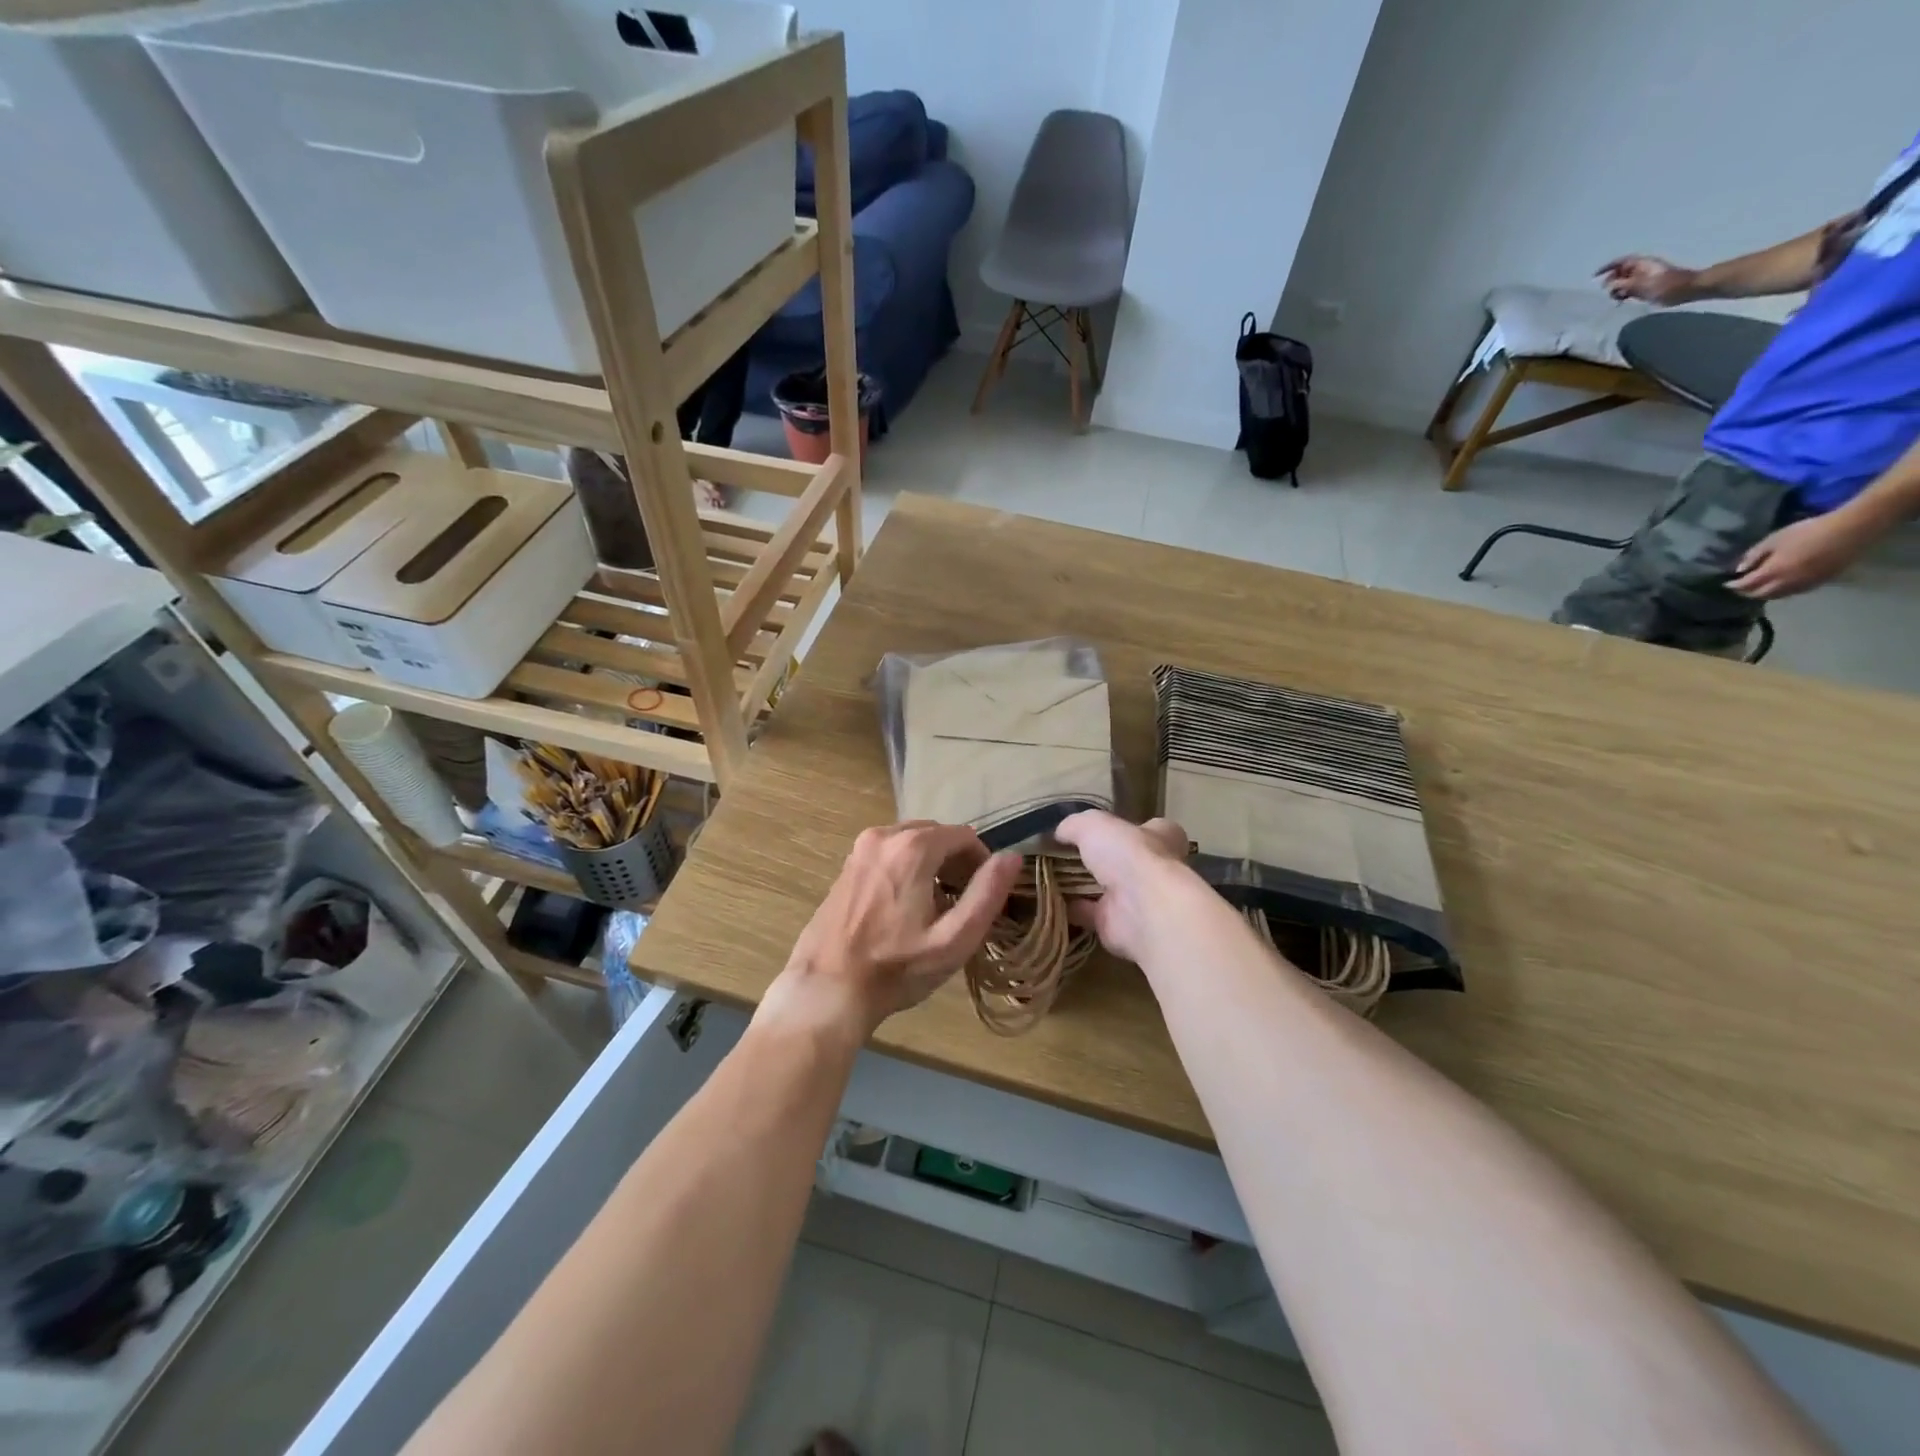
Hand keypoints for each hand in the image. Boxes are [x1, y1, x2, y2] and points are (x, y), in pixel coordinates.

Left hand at [766, 822, 1021, 1041]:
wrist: (827, 989)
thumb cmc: (896, 968)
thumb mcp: (954, 939)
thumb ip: (987, 894)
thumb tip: (1012, 857)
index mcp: (912, 847)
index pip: (964, 835)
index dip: (981, 862)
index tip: (982, 895)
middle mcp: (884, 835)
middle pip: (936, 835)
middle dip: (956, 862)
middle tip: (962, 902)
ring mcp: (860, 848)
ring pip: (912, 842)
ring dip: (931, 864)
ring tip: (936, 907)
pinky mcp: (846, 865)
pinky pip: (889, 853)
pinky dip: (906, 868)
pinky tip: (904, 907)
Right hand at [1053, 811, 1193, 963]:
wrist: (1142, 909)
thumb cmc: (1129, 855)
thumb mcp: (1094, 824)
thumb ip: (1075, 825)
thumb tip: (1059, 833)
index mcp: (1161, 838)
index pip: (1148, 829)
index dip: (1124, 827)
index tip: (1095, 829)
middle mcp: (1152, 869)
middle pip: (1123, 860)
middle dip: (1098, 859)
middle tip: (1063, 854)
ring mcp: (1135, 899)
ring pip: (1104, 889)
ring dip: (1080, 885)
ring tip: (1049, 875)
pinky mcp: (1116, 924)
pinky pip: (1087, 914)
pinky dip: (1068, 908)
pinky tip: (1046, 899)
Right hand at [1596, 255, 1698, 304]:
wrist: (1686, 289)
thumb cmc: (1665, 285)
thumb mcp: (1642, 284)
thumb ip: (1624, 284)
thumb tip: (1609, 285)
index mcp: (1642, 264)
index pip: (1621, 262)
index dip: (1608, 267)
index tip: (1595, 276)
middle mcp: (1642, 269)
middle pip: (1621, 272)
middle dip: (1611, 280)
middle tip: (1606, 291)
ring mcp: (1644, 279)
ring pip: (1624, 282)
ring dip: (1616, 289)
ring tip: (1614, 298)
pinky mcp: (1646, 288)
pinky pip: (1629, 289)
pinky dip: (1622, 294)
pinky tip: (1621, 301)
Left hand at [1729, 513, 1874, 598]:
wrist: (1852, 530)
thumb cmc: (1808, 531)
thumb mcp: (1774, 539)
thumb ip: (1754, 555)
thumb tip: (1739, 569)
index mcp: (1773, 572)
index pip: (1746, 585)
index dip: (1733, 586)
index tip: (1725, 584)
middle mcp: (1787, 583)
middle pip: (1760, 594)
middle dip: (1746, 592)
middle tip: (1739, 587)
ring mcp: (1806, 584)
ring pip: (1778, 596)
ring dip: (1764, 594)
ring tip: (1756, 587)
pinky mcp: (1822, 582)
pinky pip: (1795, 592)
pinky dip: (1782, 591)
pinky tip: (1779, 585)